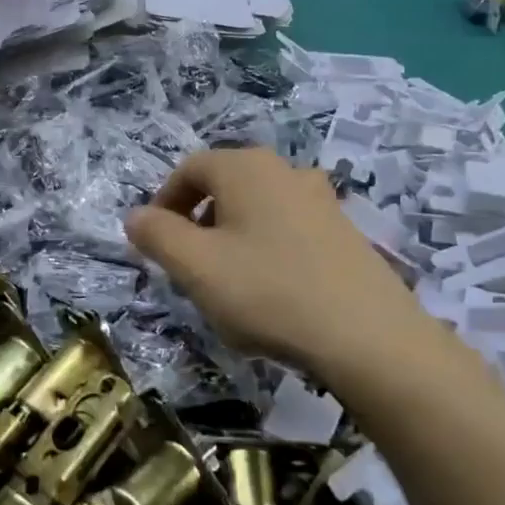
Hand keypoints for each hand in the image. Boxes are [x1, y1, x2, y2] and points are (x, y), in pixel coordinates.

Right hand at [124, 148, 434, 374]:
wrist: (368, 336)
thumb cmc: (267, 292)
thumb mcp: (195, 266)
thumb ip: (157, 235)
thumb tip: (136, 216)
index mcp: (246, 168)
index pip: (190, 168)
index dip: (164, 201)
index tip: (156, 241)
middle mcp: (286, 171)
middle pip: (225, 185)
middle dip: (197, 220)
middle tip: (188, 264)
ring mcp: (322, 200)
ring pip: (258, 208)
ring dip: (232, 236)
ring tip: (228, 282)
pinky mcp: (345, 232)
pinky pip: (289, 229)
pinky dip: (266, 249)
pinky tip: (272, 292)